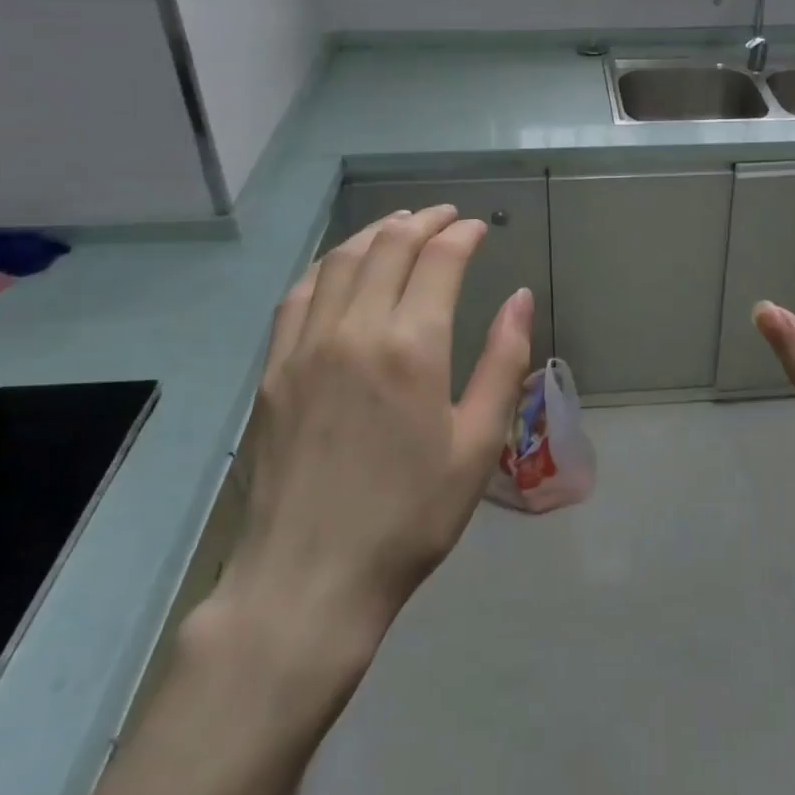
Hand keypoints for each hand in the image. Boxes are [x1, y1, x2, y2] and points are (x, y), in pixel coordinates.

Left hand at [208, 206, 533, 679]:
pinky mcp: (274, 369)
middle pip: (389, 246)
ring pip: (342, 261)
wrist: (308, 578)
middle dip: (423, 221)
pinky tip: (340, 266)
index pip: (439, 259)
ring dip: (375, 232)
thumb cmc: (409, 516)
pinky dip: (328, 265)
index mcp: (412, 345)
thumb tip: (520, 298)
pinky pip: (299, 294)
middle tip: (446, 216)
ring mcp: (306, 345)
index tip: (479, 228)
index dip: (462, 234)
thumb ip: (502, 361)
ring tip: (399, 224)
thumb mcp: (477, 443)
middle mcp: (355, 329)